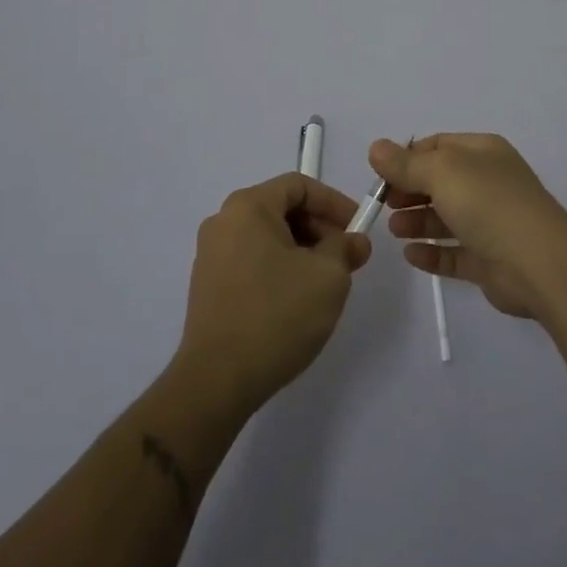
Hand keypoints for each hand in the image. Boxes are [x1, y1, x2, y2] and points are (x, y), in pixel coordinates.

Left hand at [174, 174, 371, 416]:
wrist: (217, 381)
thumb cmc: (276, 315)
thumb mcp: (328, 276)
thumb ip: (345, 248)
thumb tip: (354, 241)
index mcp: (248, 206)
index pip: (299, 185)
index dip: (334, 202)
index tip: (358, 229)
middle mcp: (223, 221)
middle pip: (282, 209)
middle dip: (320, 229)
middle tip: (347, 258)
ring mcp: (211, 254)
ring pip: (268, 237)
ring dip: (302, 250)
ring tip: (326, 282)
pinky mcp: (208, 286)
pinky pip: (252, 260)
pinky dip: (280, 268)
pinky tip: (297, 300)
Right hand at [371, 134, 566, 321]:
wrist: (539, 263)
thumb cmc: (489, 203)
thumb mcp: (442, 172)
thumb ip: (406, 164)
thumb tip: (376, 148)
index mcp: (483, 153)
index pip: (438, 146)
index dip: (407, 158)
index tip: (380, 175)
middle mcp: (488, 183)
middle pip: (440, 182)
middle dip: (409, 190)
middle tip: (383, 204)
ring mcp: (491, 223)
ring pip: (446, 218)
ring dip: (417, 221)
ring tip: (394, 229)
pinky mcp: (490, 261)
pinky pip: (454, 253)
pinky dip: (432, 253)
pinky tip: (410, 255)